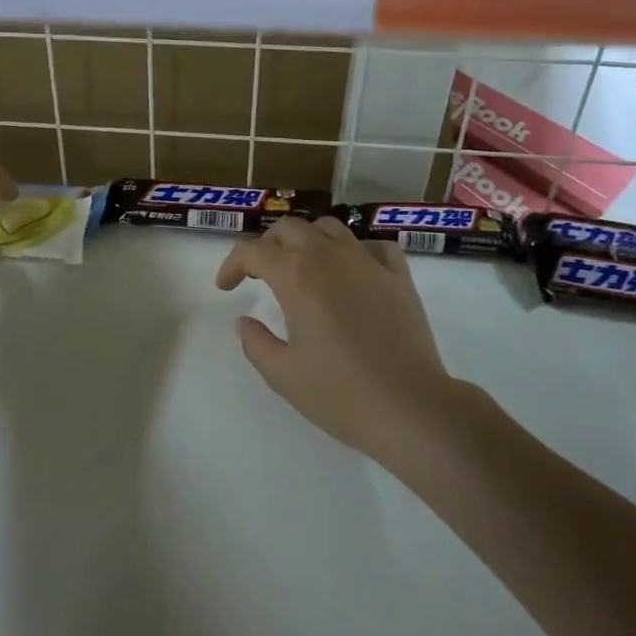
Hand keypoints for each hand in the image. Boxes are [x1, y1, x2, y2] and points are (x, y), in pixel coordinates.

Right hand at [216, 216, 452, 460]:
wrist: (409, 407)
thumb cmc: (339, 393)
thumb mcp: (283, 375)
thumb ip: (256, 343)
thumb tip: (244, 322)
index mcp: (295, 276)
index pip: (252, 251)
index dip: (231, 264)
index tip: (226, 287)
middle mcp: (329, 256)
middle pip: (289, 229)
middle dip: (267, 245)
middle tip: (260, 275)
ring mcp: (367, 261)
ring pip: (329, 228)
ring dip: (307, 240)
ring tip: (304, 268)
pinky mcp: (398, 275)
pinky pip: (372, 245)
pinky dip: (355, 250)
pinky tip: (352, 271)